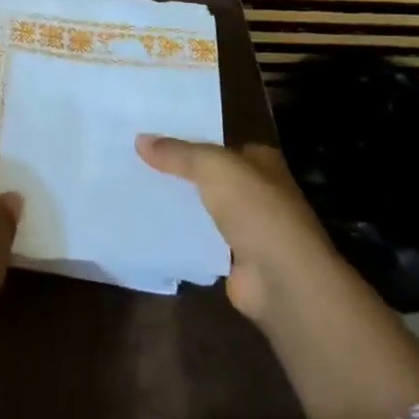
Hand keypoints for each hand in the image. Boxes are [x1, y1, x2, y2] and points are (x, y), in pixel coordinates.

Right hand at [136, 135, 328, 336]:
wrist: (282, 280)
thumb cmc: (256, 210)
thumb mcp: (212, 167)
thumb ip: (177, 153)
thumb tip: (140, 139)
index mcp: (262, 162)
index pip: (221, 144)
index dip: (191, 140)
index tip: (154, 137)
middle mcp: (259, 192)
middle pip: (212, 176)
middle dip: (181, 172)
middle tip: (137, 162)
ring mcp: (249, 228)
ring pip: (206, 207)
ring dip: (181, 204)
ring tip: (137, 190)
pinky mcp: (237, 260)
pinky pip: (202, 239)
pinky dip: (183, 235)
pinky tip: (152, 226)